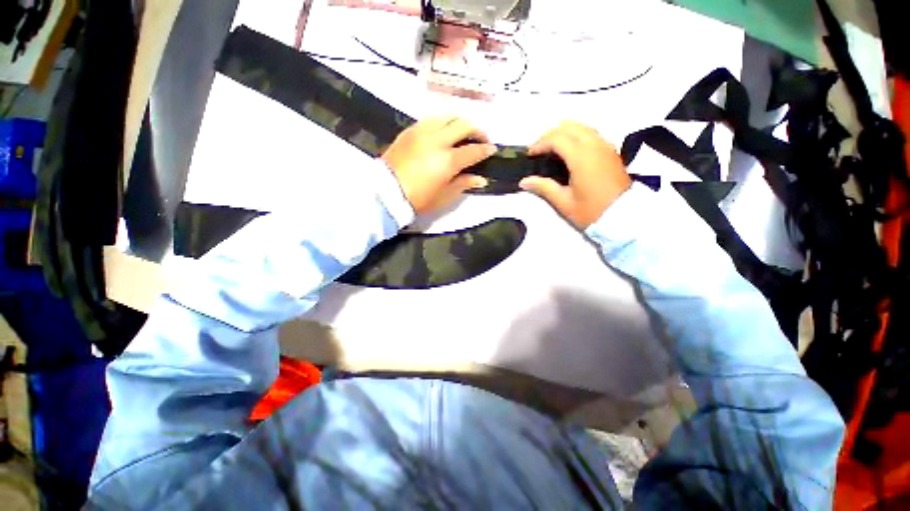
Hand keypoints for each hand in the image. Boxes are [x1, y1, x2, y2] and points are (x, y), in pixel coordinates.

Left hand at [382, 116, 495, 213]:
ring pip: (447, 116)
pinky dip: (442, 123)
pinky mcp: (410, 131)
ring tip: (463, 133)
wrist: (386, 193)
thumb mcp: (444, 196)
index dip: (485, 149)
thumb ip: (463, 184)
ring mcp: (422, 132)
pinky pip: (431, 120)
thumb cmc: (418, 200)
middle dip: (477, 130)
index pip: (473, 150)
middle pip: (463, 125)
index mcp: (447, 160)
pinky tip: (444, 132)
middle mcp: (437, 140)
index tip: (492, 149)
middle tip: (482, 139)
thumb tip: (480, 179)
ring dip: (460, 122)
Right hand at [520, 121, 631, 228]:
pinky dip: (576, 136)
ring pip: (582, 127)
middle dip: (551, 134)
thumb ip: (544, 188)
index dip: (540, 143)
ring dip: (564, 133)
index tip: (530, 155)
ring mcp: (605, 146)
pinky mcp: (611, 151)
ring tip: (552, 149)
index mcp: (581, 157)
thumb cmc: (591, 211)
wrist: (624, 216)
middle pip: (570, 127)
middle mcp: (594, 145)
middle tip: (539, 150)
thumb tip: (524, 181)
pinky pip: (591, 134)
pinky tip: (569, 152)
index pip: (557, 138)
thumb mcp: (564, 202)